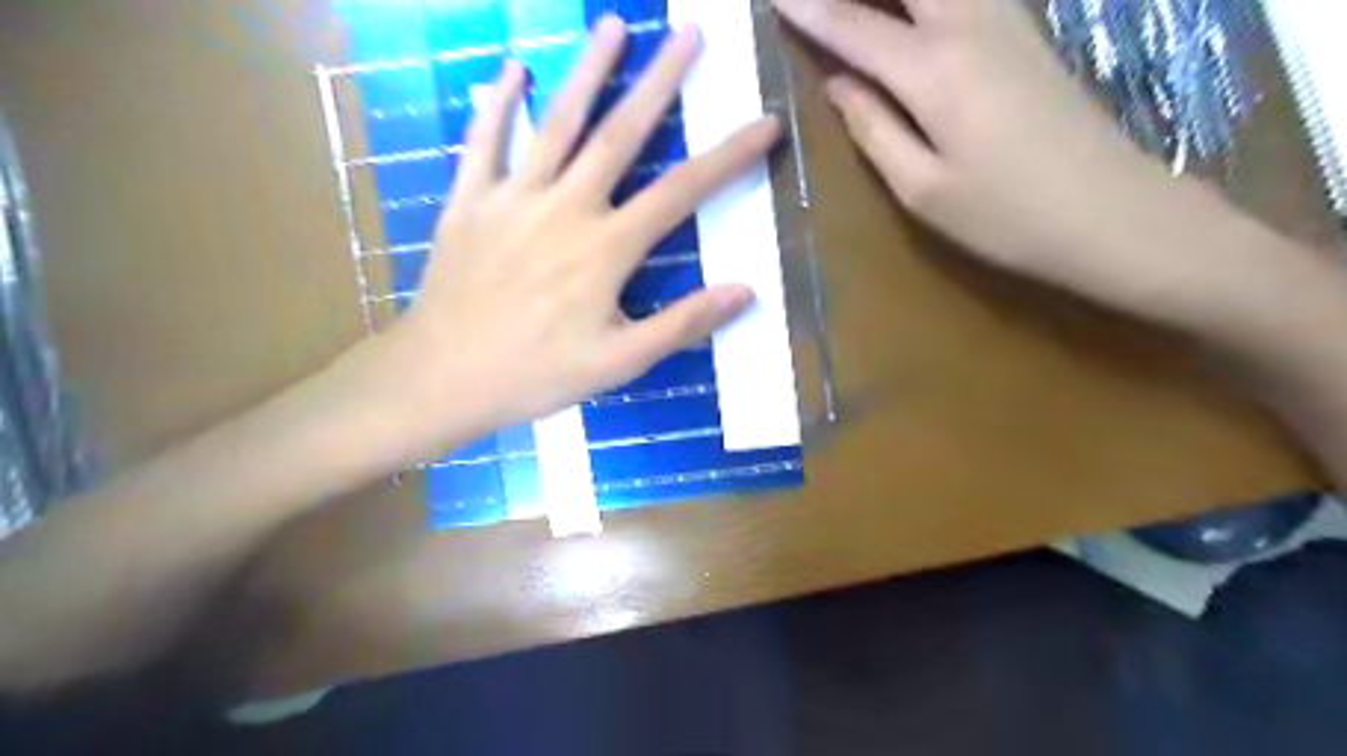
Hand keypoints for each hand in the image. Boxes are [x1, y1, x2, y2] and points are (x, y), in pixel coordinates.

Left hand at [365, 19, 780, 459]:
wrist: (443, 377)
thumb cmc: (536, 375)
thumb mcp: (620, 363)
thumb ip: (682, 324)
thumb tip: (746, 291)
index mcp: (606, 248)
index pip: (682, 192)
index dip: (728, 156)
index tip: (765, 123)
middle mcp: (564, 208)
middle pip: (620, 135)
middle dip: (660, 82)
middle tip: (688, 34)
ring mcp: (512, 198)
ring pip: (556, 124)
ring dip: (586, 71)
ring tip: (612, 25)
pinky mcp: (468, 202)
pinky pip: (484, 143)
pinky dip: (497, 105)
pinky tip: (512, 71)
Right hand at [774, 0, 1310, 333]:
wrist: (1111, 213)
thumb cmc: (1006, 216)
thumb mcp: (922, 190)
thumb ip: (873, 130)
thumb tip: (839, 85)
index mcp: (934, 72)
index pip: (853, 26)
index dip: (808, 8)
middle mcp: (969, 25)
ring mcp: (1006, 20)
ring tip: (861, 4)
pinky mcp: (1026, 31)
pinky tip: (914, 6)